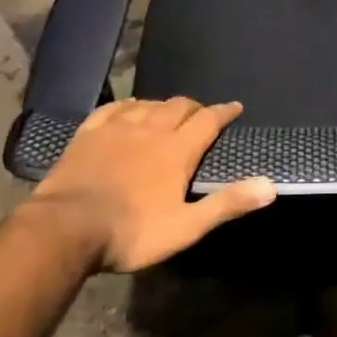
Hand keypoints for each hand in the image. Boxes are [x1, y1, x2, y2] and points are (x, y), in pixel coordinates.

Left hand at [21, 98, 275, 271]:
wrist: (66, 229)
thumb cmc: (131, 232)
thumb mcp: (186, 227)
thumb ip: (227, 204)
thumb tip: (270, 186)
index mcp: (178, 150)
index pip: (209, 120)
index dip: (225, 112)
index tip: (235, 107)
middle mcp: (152, 129)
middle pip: (180, 106)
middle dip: (195, 108)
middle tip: (202, 115)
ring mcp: (117, 128)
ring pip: (149, 105)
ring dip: (164, 106)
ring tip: (168, 113)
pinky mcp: (89, 133)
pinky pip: (113, 108)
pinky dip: (128, 105)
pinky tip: (129, 108)